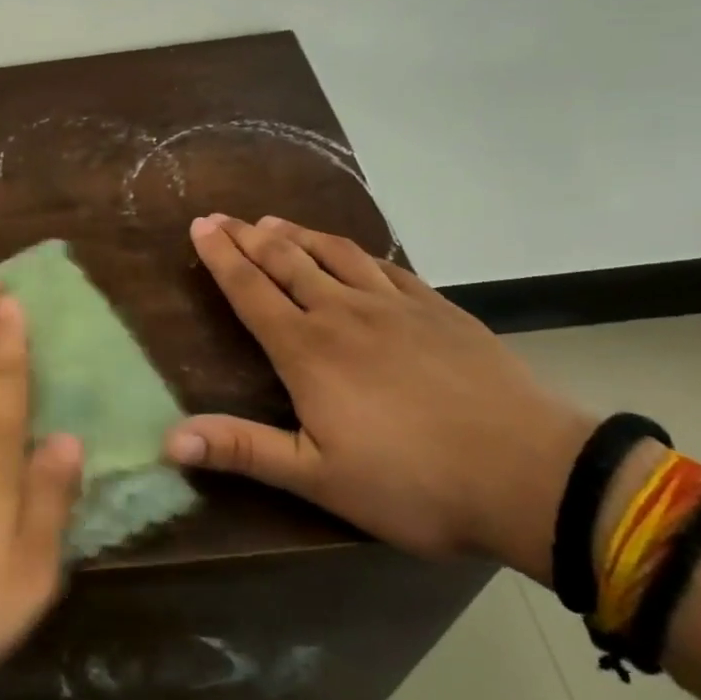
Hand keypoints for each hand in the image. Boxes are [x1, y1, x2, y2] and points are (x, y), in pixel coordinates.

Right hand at [165, 215, 593, 579]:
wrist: (531, 474)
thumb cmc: (413, 483)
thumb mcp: (318, 477)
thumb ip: (243, 450)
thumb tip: (169, 440)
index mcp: (307, 350)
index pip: (251, 290)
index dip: (221, 257)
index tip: (199, 224)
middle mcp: (343, 313)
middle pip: (286, 261)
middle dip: (248, 236)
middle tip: (223, 216)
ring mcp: (395, 306)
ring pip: (334, 254)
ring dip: (297, 235)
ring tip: (272, 221)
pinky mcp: (439, 309)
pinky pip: (386, 267)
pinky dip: (356, 252)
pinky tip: (353, 252)